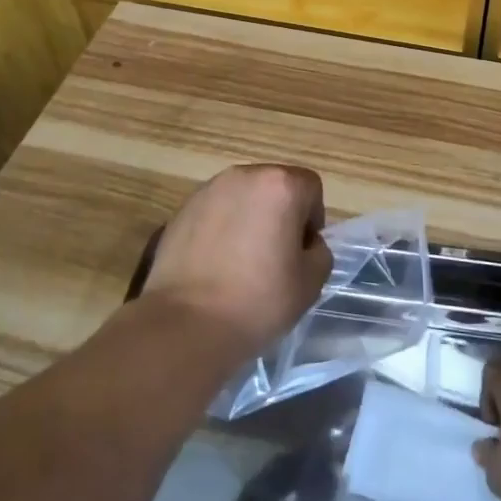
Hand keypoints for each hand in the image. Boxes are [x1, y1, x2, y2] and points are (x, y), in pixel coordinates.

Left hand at [143, 164, 331, 361]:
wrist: (185, 324)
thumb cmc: (257, 301)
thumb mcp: (311, 282)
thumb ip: (319, 251)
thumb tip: (304, 243)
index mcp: (280, 186)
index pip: (310, 187)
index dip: (312, 220)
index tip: (301, 252)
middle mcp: (244, 176)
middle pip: (275, 186)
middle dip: (281, 214)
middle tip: (274, 256)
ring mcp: (208, 190)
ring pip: (243, 197)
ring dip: (250, 218)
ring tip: (241, 260)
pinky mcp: (182, 209)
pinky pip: (215, 211)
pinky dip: (222, 228)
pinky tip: (215, 263)